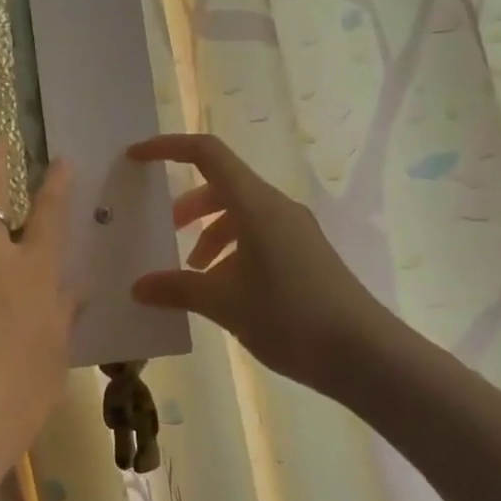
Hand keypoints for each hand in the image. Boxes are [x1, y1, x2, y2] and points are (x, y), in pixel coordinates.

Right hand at [128, 133, 385, 388]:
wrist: (365, 353)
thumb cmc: (290, 316)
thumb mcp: (224, 303)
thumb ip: (177, 289)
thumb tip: (139, 287)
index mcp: (255, 204)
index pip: (206, 154)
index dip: (167, 147)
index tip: (135, 158)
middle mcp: (276, 207)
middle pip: (222, 185)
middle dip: (188, 205)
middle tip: (166, 233)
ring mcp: (295, 230)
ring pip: (240, 214)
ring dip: (210, 234)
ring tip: (193, 274)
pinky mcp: (306, 254)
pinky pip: (258, 236)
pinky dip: (232, 252)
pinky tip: (224, 292)